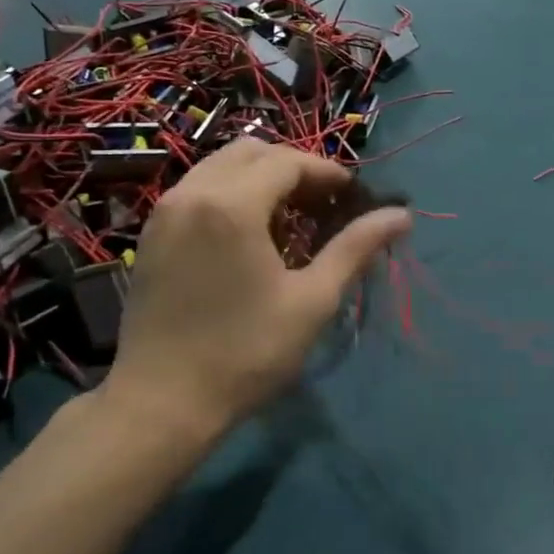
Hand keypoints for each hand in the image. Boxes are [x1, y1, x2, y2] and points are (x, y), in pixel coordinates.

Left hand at [102, 140, 411, 447]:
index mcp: (232, 205)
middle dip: (293, 168)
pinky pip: (197, 190)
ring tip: (290, 218)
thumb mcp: (312, 301)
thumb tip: (402, 215)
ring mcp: (164, 212)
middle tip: (323, 204)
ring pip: (219, 167)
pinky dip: (230, 193)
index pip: (288, 162)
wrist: (162, 402)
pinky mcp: (151, 234)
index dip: (327, 173)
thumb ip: (355, 248)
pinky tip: (249, 234)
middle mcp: (192, 193)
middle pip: (251, 152)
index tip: (353, 197)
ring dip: (260, 178)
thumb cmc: (246, 352)